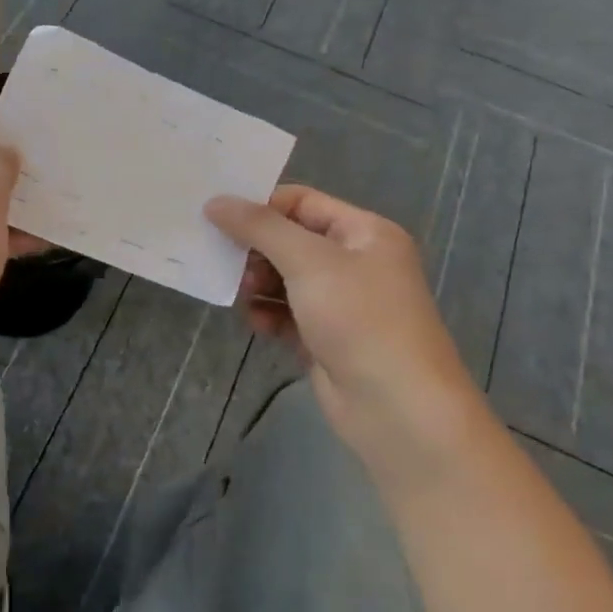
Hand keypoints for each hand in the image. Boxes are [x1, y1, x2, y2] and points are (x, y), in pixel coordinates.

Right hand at [207, 186, 477, 444]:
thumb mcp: (309, 262)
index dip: (261, 207)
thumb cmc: (360, 319)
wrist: (397, 409)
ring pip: (284, 279)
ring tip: (244, 297)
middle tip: (228, 263)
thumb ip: (259, 227)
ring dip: (258, 285)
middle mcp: (356, 262)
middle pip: (290, 241)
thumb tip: (215, 201)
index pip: (302, 202)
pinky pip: (287, 314)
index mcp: (364, 232)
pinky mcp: (326, 338)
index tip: (218, 218)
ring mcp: (342, 303)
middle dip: (256, 251)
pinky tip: (259, 325)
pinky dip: (269, 315)